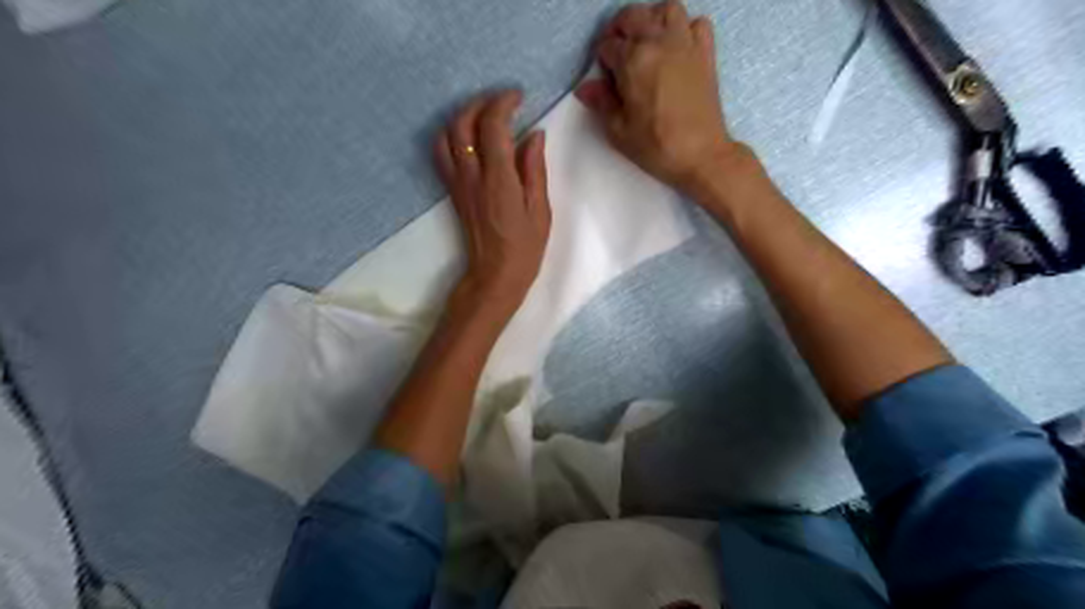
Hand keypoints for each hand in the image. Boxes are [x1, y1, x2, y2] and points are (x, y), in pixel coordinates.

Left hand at [436, 94, 552, 316]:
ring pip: (446, 134)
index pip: (492, 125)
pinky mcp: (452, 191)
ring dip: (463, 116)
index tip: (519, 97)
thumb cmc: (525, 247)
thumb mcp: (540, 209)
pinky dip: (451, 135)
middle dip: (481, 103)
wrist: (494, 275)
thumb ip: (535, 169)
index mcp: (499, 179)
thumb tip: (534, 135)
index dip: (503, 102)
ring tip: (485, 116)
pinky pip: (441, 153)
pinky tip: (469, 138)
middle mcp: (472, 175)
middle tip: (503, 103)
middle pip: (462, 122)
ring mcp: (458, 183)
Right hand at [575, 1, 737, 192]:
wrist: (701, 155)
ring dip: (652, 20)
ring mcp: (685, 44)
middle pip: (633, 17)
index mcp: (633, 61)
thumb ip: (601, 103)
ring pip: (666, 10)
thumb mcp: (619, 130)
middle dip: (619, 30)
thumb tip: (585, 87)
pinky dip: (685, 28)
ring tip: (646, 42)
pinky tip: (677, 47)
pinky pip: (697, 24)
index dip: (601, 60)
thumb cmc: (656, 146)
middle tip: (617, 53)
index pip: (608, 46)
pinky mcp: (705, 54)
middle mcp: (659, 42)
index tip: (604, 77)